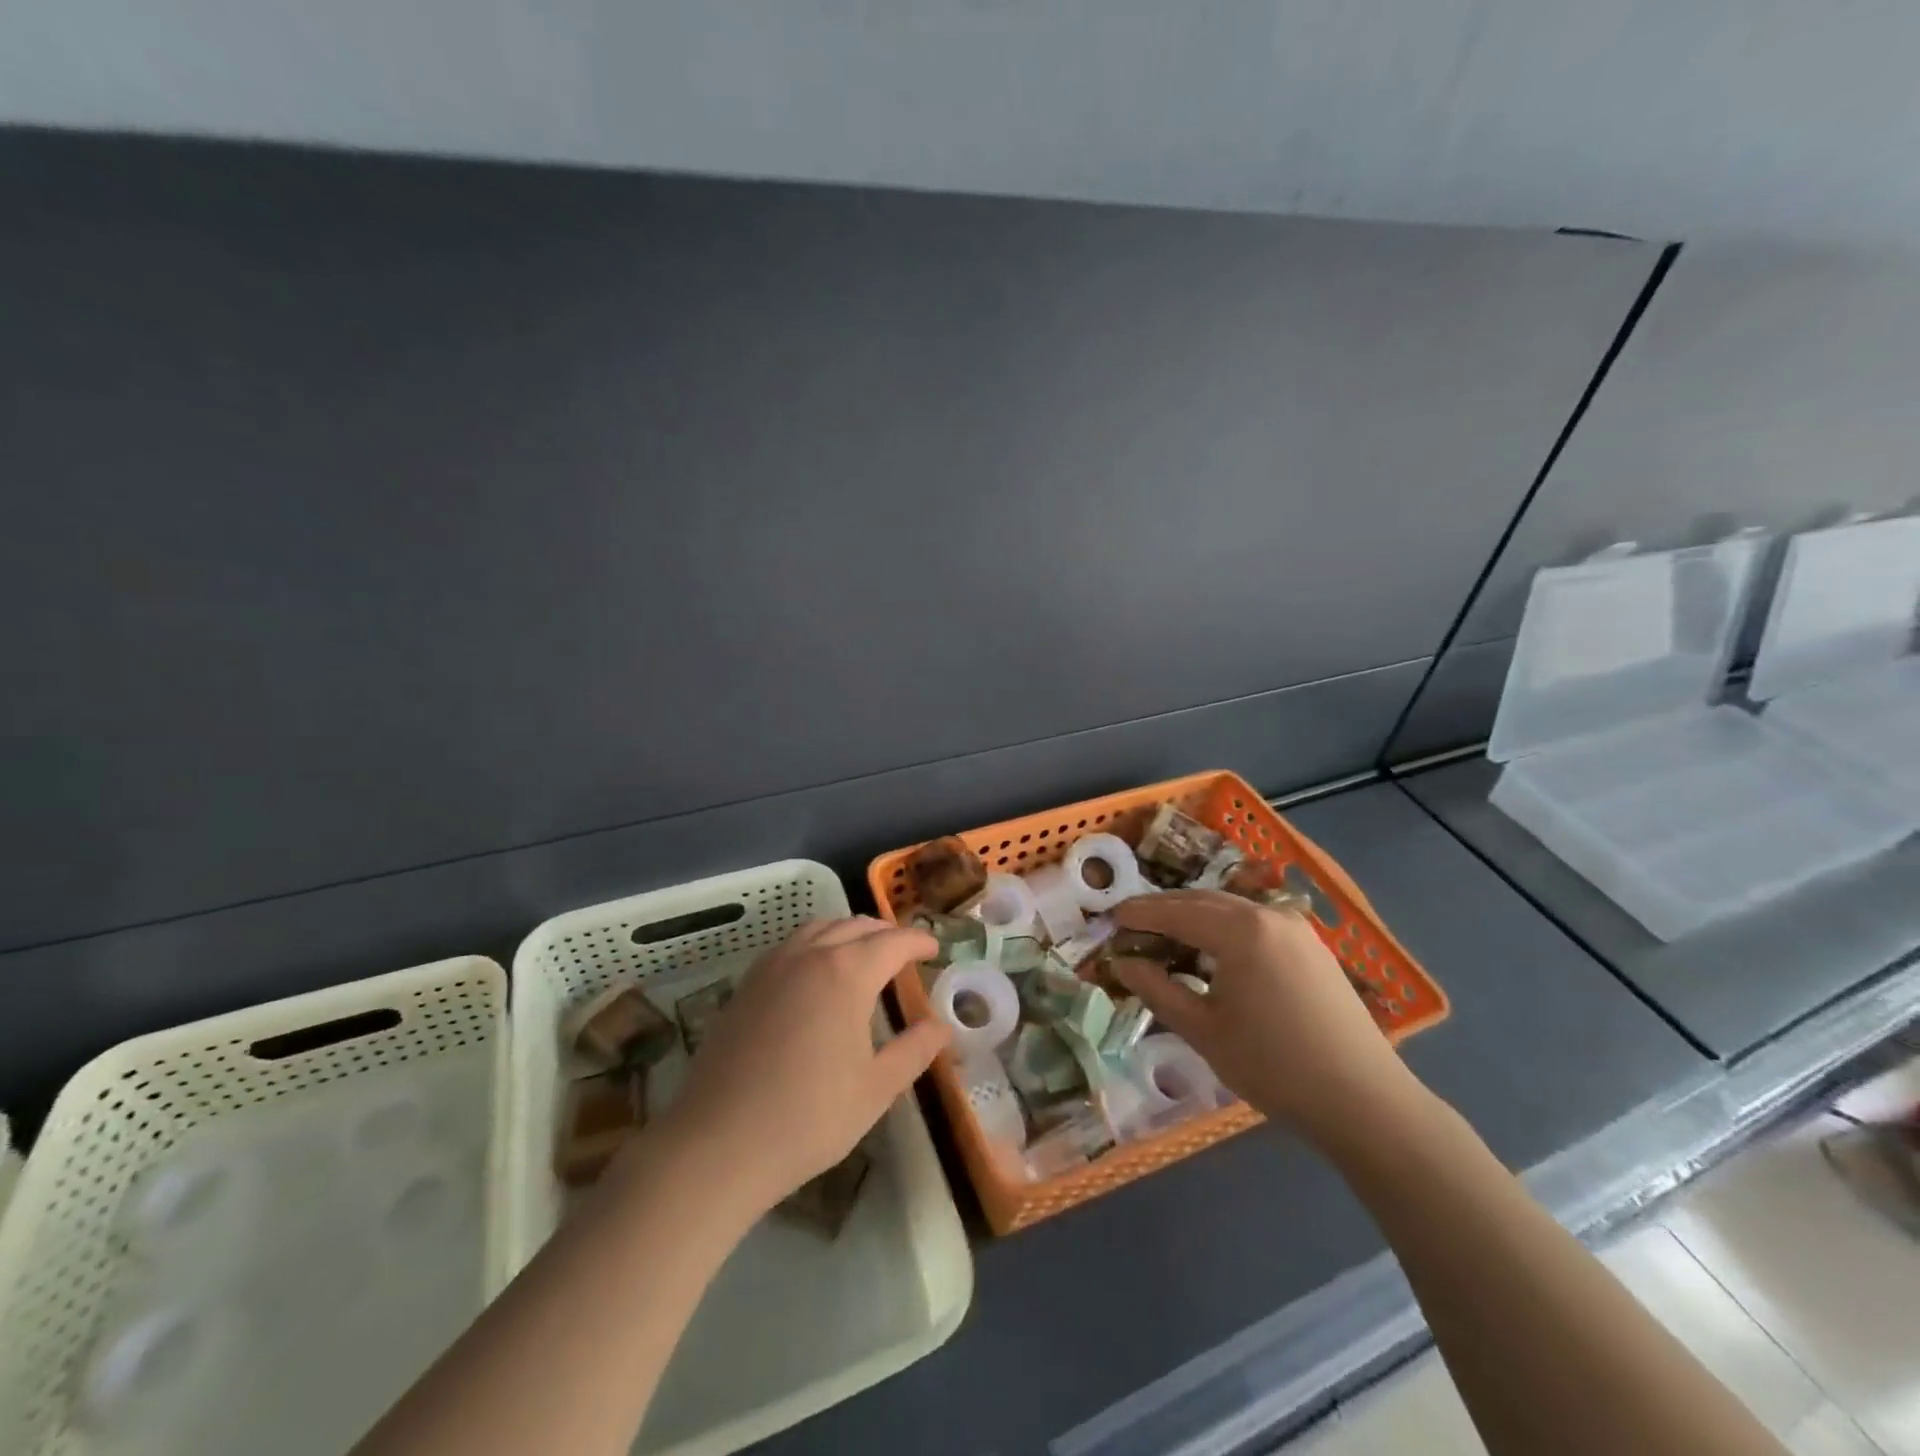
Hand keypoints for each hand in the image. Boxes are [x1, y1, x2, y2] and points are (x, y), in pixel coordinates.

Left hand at [648, 917, 950, 1215]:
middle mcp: (809, 955)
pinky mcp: (746, 985)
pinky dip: (817, 943)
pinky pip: (791, 945)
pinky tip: (818, 973)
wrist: (718, 1144)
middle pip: (855, 926)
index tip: (935, 949)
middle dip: (886, 933)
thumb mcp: (876, 1088)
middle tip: (905, 952)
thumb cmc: (809, 1117)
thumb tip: (942, 1026)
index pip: (893, 941)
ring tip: (865, 955)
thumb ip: (915, 1050)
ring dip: (849, 932)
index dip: (918, 941)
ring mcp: (772, 966)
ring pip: (819, 928)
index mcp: (846, 972)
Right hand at [1107, 890, 1422, 1145]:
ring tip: (1167, 936)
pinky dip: (1225, 928)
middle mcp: (1269, 916)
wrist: (1364, 1101)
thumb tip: (1121, 963)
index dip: (1140, 914)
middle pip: (1203, 901)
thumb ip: (1157, 990)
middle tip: (1132, 924)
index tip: (1110, 917)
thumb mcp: (1203, 1030)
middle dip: (1165, 909)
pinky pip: (1256, 923)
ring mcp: (1296, 929)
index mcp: (1240, 930)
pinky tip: (1214, 951)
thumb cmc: (1274, 1066)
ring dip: (1195, 916)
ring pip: (1232, 909)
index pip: (1176, 911)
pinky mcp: (1313, 948)